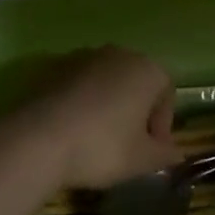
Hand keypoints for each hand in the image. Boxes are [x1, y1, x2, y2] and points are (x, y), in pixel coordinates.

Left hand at [4, 46, 180, 190]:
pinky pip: (78, 84)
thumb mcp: (142, 160)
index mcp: (147, 69)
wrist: (38, 139)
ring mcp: (84, 56)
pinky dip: (81, 102)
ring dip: (107, 105)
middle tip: (127, 145)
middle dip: (136, 111)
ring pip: (106, 81)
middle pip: (136, 82)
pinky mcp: (55, 66)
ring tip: (96, 138)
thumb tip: (176, 154)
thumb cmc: (102, 146)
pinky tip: (72, 130)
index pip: (166, 92)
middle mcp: (119, 54)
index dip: (162, 124)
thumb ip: (164, 155)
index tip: (151, 151)